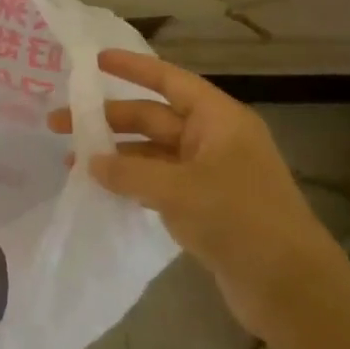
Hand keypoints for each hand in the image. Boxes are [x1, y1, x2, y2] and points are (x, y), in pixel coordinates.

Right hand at [49, 49, 347, 336]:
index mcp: (219, 120)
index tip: (94, 61)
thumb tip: (90, 163)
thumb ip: (129, 172)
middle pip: (152, 118)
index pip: (169, 81)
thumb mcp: (178, 190)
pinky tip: (100, 188)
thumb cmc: (240, 220)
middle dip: (108, 120)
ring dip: (114, 155)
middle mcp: (213, 140)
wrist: (290, 288)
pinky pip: (157, 182)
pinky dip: (129, 182)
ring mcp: (208, 175)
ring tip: (71, 162)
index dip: (132, 68)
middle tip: (59, 124)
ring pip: (151, 153)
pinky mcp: (203, 207)